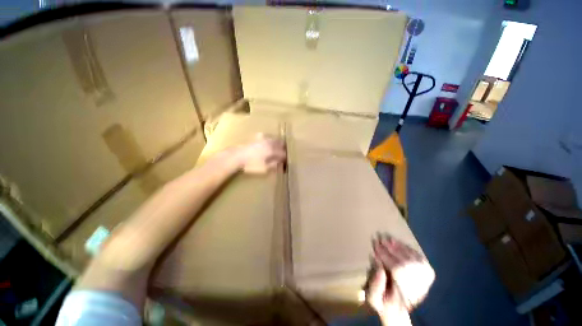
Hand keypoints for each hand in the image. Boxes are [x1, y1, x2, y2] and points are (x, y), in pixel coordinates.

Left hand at [236, 134, 285, 173]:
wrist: (237, 157)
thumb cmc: (251, 164)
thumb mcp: (264, 168)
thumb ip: (274, 165)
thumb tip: (280, 162)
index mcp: (272, 150)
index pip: (283, 153)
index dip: (285, 158)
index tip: (284, 162)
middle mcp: (270, 143)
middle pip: (281, 144)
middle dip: (283, 149)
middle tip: (282, 155)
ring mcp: (264, 138)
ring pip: (275, 139)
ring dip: (278, 144)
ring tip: (277, 149)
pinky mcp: (258, 137)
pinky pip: (267, 136)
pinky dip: (270, 140)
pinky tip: (268, 143)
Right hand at [365, 234, 434, 323]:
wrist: (399, 311)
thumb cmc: (383, 303)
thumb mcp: (373, 299)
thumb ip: (375, 286)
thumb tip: (378, 265)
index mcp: (405, 297)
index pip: (398, 270)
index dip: (386, 256)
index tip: (375, 246)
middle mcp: (419, 289)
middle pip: (406, 263)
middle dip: (391, 249)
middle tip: (379, 239)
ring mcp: (425, 282)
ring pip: (414, 260)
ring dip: (399, 247)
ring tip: (387, 238)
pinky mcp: (428, 276)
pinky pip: (420, 258)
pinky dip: (408, 249)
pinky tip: (398, 243)